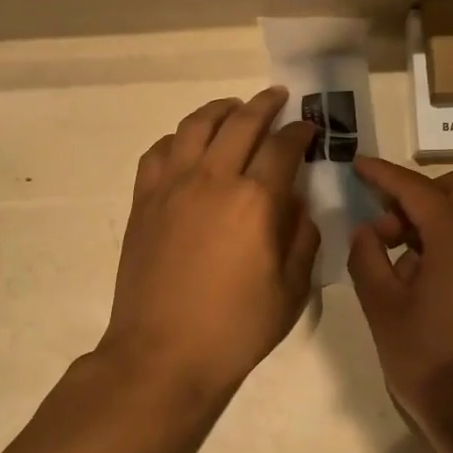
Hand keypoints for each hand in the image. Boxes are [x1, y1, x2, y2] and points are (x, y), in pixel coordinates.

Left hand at [99, 88, 318, 403]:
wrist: (162, 353)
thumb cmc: (235, 329)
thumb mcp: (291, 291)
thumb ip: (302, 238)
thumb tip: (299, 205)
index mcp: (256, 201)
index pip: (283, 147)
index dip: (300, 132)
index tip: (308, 129)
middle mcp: (213, 179)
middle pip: (241, 122)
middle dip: (265, 104)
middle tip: (278, 98)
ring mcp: (172, 185)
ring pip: (196, 125)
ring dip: (220, 109)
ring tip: (234, 109)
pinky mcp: (144, 199)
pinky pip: (160, 150)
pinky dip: (180, 137)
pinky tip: (189, 145)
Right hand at [348, 157, 452, 449]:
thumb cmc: (430, 362)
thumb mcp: (383, 309)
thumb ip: (367, 259)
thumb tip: (367, 232)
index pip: (417, 188)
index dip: (384, 174)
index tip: (359, 165)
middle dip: (416, 194)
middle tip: (384, 226)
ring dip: (435, 218)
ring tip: (401, 260)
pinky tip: (428, 277)